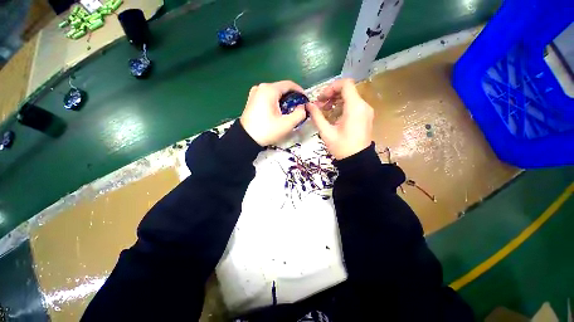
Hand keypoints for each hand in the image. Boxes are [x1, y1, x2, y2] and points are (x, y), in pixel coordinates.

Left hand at [240, 81, 306, 145]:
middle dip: (292, 97)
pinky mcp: (252, 99)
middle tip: (298, 109)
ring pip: (275, 93)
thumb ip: (300, 114)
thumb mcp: (287, 124)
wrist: (246, 139)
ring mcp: (255, 92)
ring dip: (284, 100)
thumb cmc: (267, 131)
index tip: (305, 101)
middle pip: (282, 88)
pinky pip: (268, 97)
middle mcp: (261, 87)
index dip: (300, 91)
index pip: (289, 84)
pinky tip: (278, 112)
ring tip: (289, 111)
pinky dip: (275, 102)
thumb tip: (303, 107)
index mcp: (269, 90)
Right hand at [307, 78, 373, 159]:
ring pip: (350, 97)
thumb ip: (317, 116)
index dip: (331, 88)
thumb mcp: (326, 132)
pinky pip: (353, 105)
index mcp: (355, 107)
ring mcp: (366, 111)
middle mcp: (363, 105)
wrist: (357, 160)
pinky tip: (333, 116)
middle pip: (347, 90)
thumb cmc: (342, 147)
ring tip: (325, 111)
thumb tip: (308, 105)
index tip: (321, 98)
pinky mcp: (365, 116)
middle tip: (320, 105)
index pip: (345, 84)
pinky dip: (342, 107)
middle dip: (331, 95)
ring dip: (336, 101)